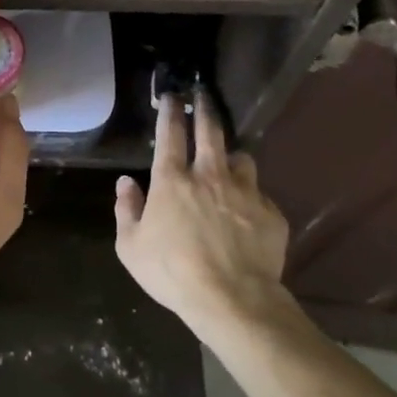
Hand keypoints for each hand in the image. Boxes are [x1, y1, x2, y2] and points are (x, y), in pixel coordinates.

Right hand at [114, 93, 291, 337]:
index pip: (171, 133)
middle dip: (205, 108)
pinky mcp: (271, 213)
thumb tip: (126, 182)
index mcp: (172, 180)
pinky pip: (260, 195)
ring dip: (233, 157)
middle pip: (210, 130)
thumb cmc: (173, 272)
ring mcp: (245, 192)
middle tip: (204, 95)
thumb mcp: (131, 246)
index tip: (173, 96)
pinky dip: (251, 198)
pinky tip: (247, 214)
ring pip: (242, 158)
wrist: (234, 301)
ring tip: (230, 164)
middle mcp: (209, 175)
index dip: (171, 110)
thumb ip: (126, 209)